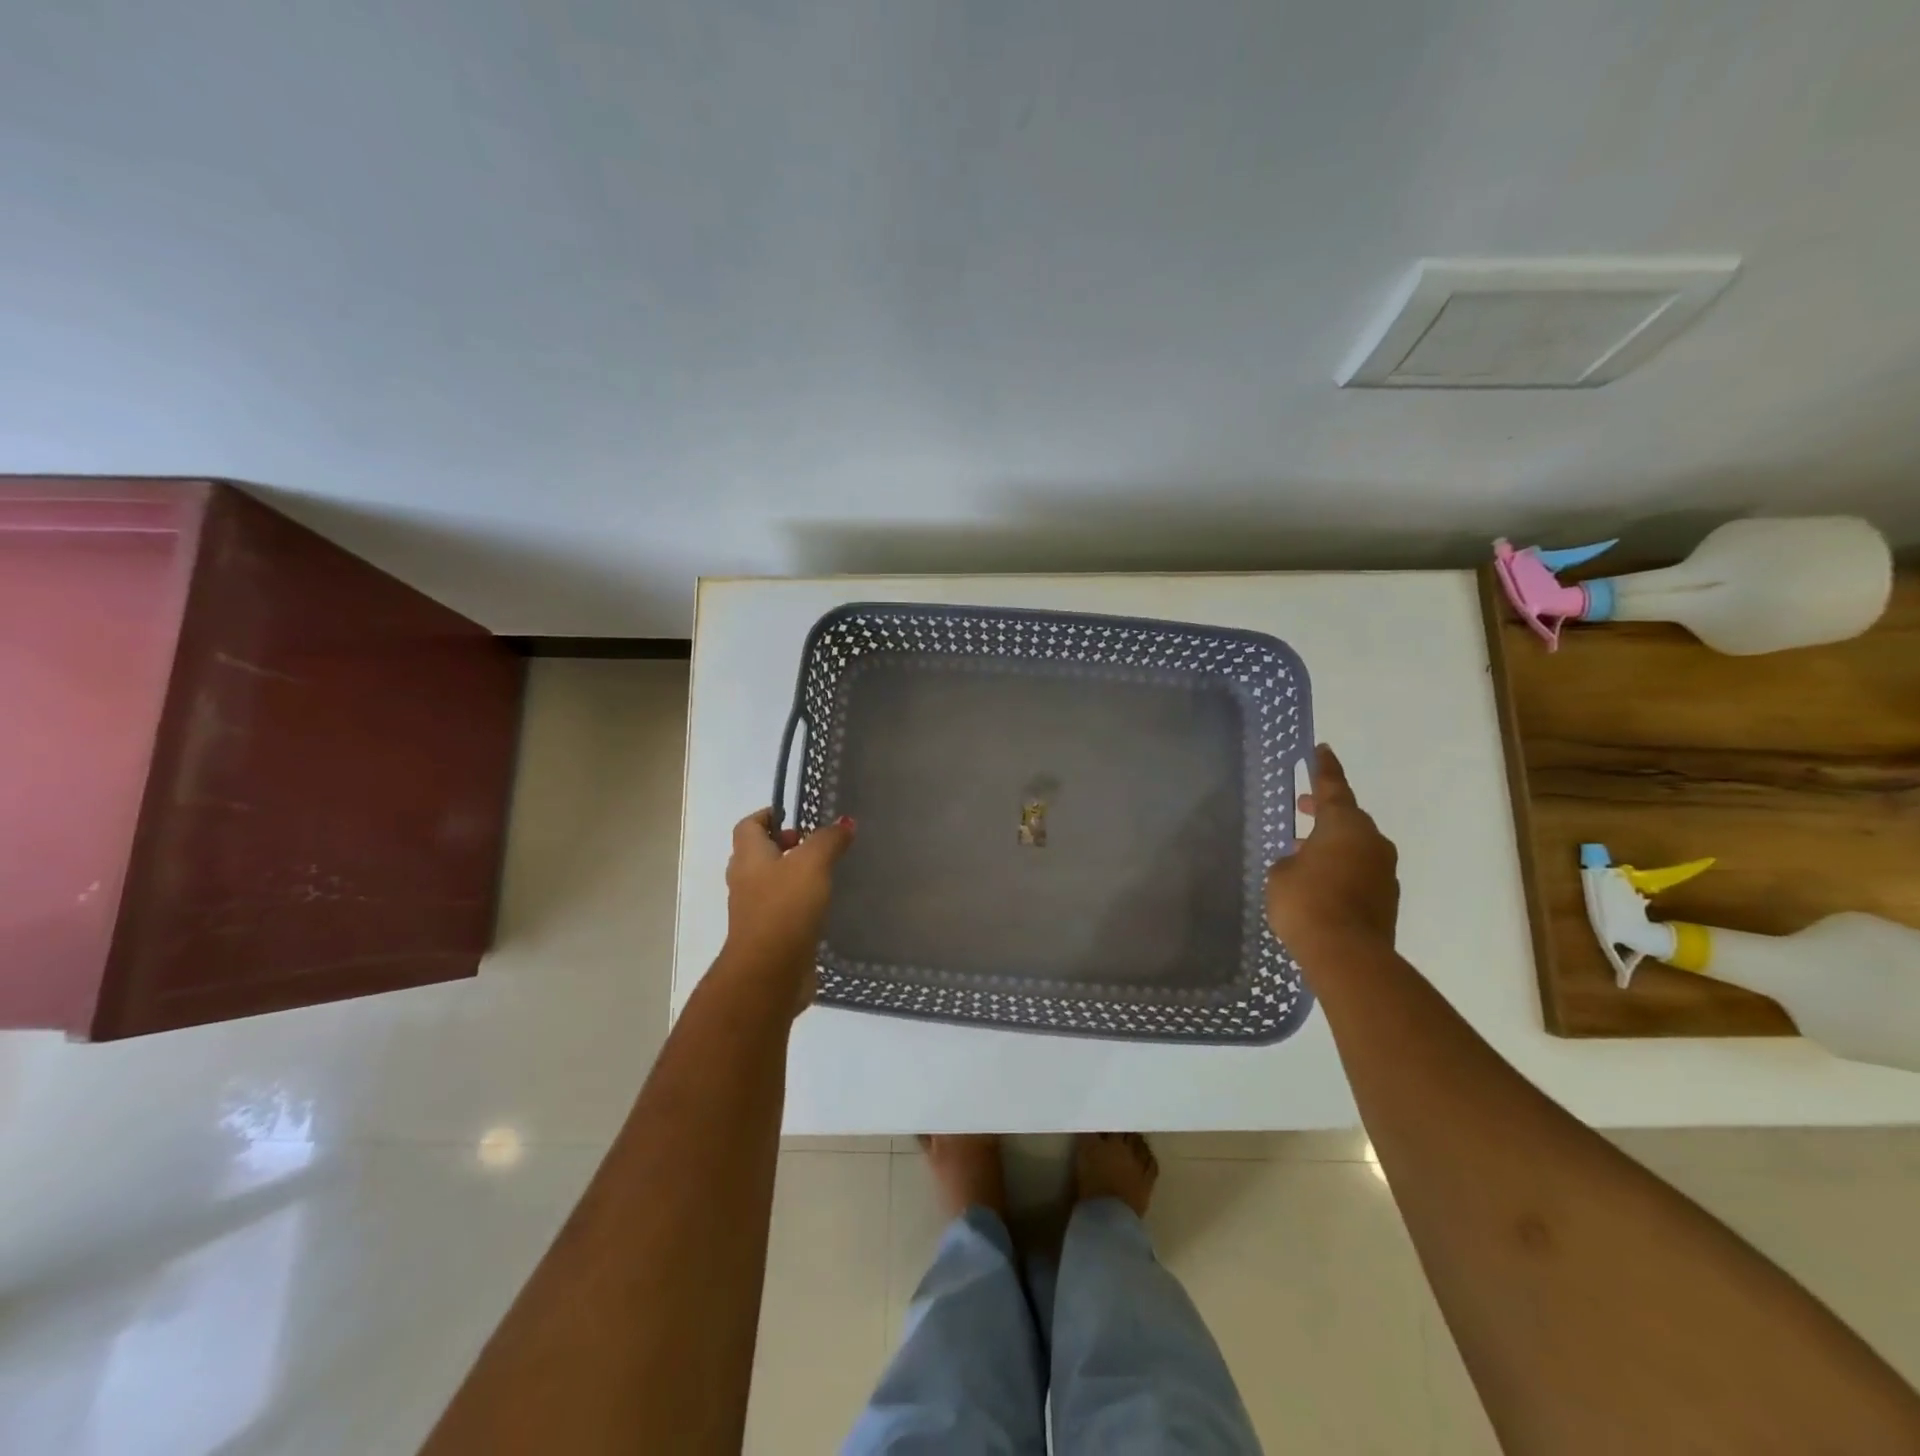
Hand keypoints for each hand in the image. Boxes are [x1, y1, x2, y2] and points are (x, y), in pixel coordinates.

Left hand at [721, 809, 855, 1012]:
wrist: (769, 973)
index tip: (795, 815)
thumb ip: (829, 840)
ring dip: (793, 877)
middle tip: (815, 845)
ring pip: (771, 884)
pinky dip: (799, 905)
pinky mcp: (770, 937)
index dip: (768, 816)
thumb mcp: (812, 864)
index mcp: (749, 858)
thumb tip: (845, 822)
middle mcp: (746, 882)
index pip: (749, 826)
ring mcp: (755, 912)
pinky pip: (783, 911)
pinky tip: (825, 907)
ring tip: (826, 874)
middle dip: (784, 846)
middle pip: (759, 855)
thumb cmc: (785, 908)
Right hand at [1266, 745, 1398, 965]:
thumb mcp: (1281, 874)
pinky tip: (1318, 882)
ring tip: (1302, 850)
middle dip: (1324, 811)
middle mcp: (1370, 842)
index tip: (1322, 750)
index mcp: (1344, 825)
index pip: (1332, 788)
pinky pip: (1359, 872)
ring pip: (1354, 847)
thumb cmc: (1306, 901)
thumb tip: (1303, 862)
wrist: (1347, 954)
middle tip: (1302, 806)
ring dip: (1331, 844)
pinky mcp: (1386, 900)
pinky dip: (1340, 870)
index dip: (1324, 769)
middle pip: (1347, 818)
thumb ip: (1291, 860)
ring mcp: (1383, 872)